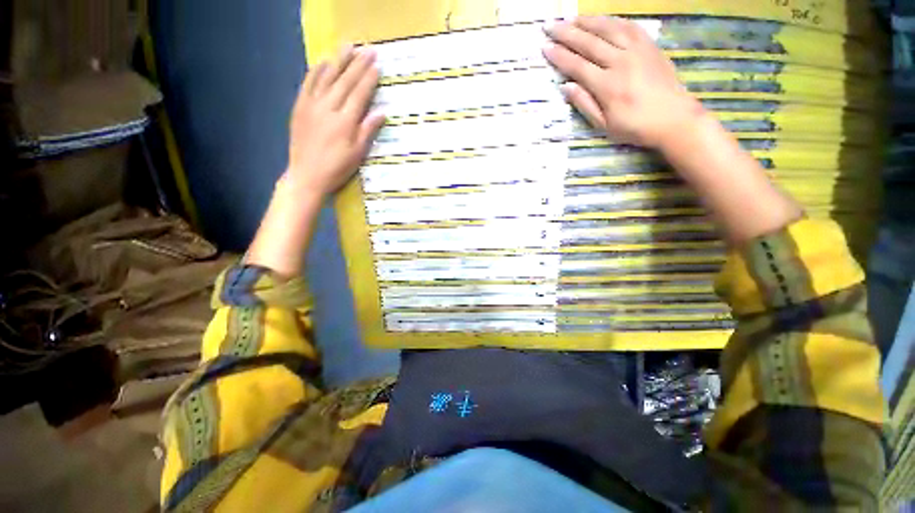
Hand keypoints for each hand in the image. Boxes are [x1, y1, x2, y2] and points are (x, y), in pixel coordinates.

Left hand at [286, 45, 385, 197]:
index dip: (369, 78)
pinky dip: (316, 71)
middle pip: (345, 81)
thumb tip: (382, 112)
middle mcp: (328, 108)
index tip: (377, 64)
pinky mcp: (300, 107)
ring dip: (338, 60)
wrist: (306, 175)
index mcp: (345, 121)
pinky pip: (308, 83)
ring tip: (348, 46)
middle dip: (358, 64)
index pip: (359, 94)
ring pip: (326, 77)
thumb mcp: (357, 154)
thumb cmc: (337, 168)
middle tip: (369, 49)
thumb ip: (368, 130)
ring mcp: (312, 105)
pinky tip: (323, 61)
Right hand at [543, 17, 703, 149]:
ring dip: (587, 21)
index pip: (577, 66)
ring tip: (571, 18)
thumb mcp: (604, 125)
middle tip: (550, 25)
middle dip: (567, 33)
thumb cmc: (635, 127)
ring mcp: (637, 50)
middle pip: (589, 43)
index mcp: (607, 86)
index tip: (545, 47)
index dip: (559, 56)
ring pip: (608, 29)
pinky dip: (613, 20)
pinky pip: (629, 26)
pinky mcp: (650, 46)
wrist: (674, 119)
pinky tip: (602, 19)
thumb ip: (584, 104)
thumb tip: (565, 87)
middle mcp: (620, 62)